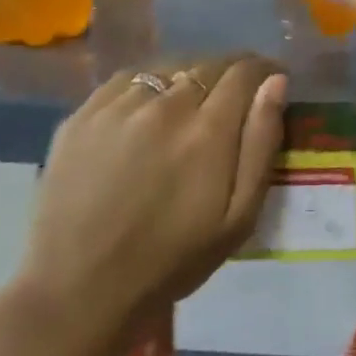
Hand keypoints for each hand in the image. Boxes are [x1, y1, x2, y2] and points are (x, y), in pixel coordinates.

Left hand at [16, 53, 286, 352]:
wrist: (78, 292)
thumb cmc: (172, 259)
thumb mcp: (239, 217)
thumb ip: (261, 143)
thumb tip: (277, 83)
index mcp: (207, 130)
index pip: (246, 71)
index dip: (264, 70)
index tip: (271, 81)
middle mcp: (163, 105)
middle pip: (208, 63)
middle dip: (230, 74)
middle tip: (233, 100)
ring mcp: (117, 107)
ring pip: (168, 67)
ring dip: (188, 78)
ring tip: (189, 105)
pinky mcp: (81, 116)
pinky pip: (127, 80)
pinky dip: (148, 86)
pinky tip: (148, 112)